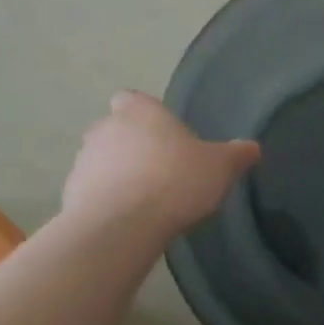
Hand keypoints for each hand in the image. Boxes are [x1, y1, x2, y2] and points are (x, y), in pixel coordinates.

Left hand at [62, 91, 260, 232]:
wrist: (122, 225)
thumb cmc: (175, 181)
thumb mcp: (219, 168)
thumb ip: (236, 155)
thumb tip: (253, 148)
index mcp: (139, 110)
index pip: (133, 99)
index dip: (146, 114)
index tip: (163, 135)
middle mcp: (105, 127)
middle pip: (116, 129)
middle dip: (132, 146)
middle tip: (159, 170)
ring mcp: (83, 160)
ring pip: (101, 160)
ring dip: (116, 174)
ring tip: (143, 201)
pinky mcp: (70, 193)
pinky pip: (91, 191)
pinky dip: (105, 201)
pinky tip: (126, 220)